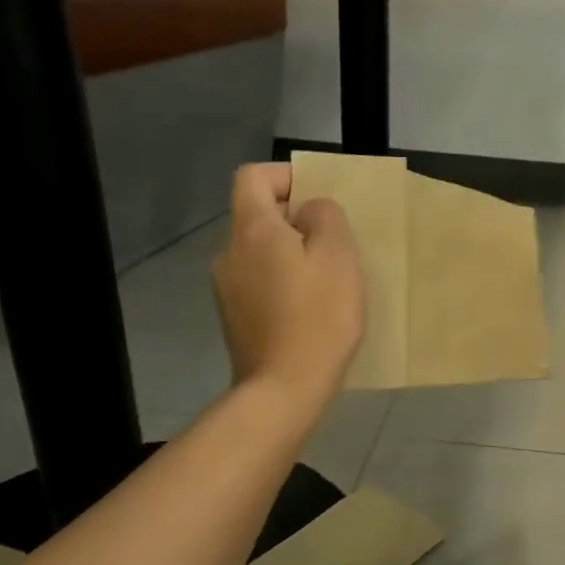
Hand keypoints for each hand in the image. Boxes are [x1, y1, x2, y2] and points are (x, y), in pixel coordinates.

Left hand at [211, 164, 364, 407]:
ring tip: (326, 278)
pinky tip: (309, 308)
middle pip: (257, 215)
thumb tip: (310, 211)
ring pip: (260, 251)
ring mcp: (226, 288)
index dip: (286, 176)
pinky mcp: (233, 318)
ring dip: (290, 253)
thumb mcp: (338, 256)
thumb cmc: (318, 317)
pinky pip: (259, 282)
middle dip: (295, 219)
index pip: (253, 176)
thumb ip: (326, 217)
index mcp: (252, 230)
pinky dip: (282, 282)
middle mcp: (229, 252)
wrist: (284, 389)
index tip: (319, 198)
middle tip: (334, 242)